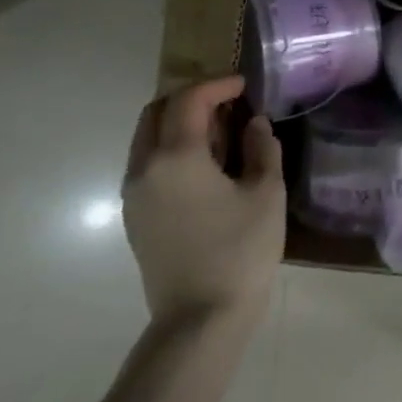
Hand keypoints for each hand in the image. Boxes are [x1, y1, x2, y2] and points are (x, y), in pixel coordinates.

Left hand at [121, 77, 284, 327]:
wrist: (202, 317)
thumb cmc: (241, 249)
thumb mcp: (267, 192)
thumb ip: (262, 148)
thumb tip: (254, 124)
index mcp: (176, 158)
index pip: (189, 101)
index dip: (218, 84)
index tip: (246, 84)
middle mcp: (144, 169)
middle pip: (156, 113)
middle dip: (191, 99)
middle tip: (229, 102)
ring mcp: (134, 195)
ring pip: (147, 139)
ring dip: (180, 124)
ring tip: (222, 132)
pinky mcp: (136, 217)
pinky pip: (149, 165)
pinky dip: (173, 149)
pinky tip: (207, 165)